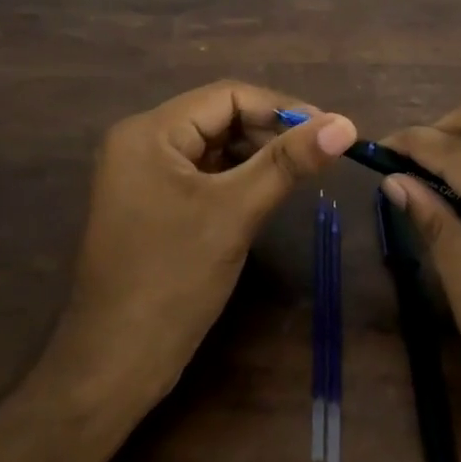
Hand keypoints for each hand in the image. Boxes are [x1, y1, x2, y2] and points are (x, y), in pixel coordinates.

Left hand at [56, 81, 355, 401]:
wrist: (114, 366)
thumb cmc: (173, 280)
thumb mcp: (235, 213)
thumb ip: (288, 162)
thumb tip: (345, 123)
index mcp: (149, 132)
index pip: (227, 96)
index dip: (281, 108)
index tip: (329, 129)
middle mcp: (141, 141)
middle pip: (219, 117)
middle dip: (270, 131)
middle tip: (321, 153)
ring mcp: (143, 173)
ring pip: (213, 145)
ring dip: (257, 153)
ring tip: (301, 170)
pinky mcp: (151, 201)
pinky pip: (202, 172)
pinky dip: (236, 176)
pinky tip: (267, 190)